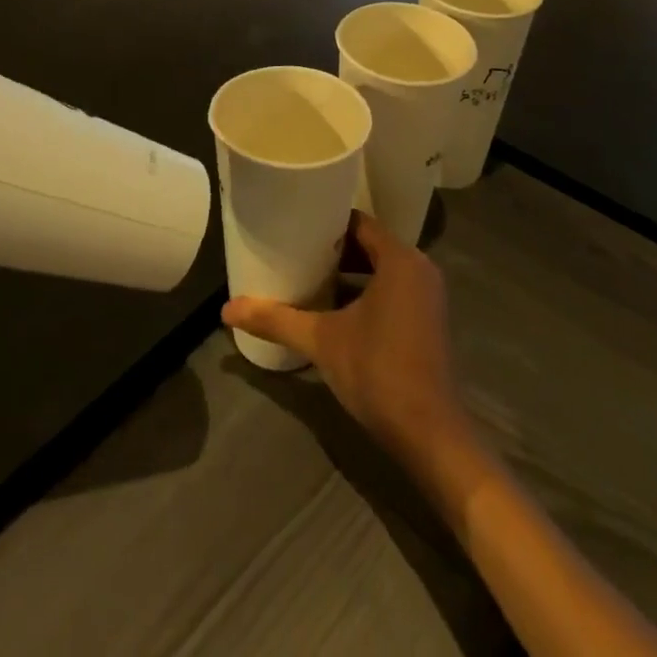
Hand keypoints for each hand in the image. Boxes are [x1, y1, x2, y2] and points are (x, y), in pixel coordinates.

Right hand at [223, 211, 466, 467]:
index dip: (326, 223)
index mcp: (399, 259)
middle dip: (333, 250)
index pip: (358, 222)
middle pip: (369, 244)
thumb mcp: (321, 341)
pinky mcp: (428, 319)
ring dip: (349, 272)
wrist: (429, 435)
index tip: (295, 227)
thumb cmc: (378, 372)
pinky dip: (366, 291)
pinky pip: (393, 288)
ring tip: (308, 277)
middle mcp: (419, 268)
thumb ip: (276, 320)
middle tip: (295, 252)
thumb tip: (227, 309)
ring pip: (381, 269)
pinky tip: (334, 309)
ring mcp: (427, 295)